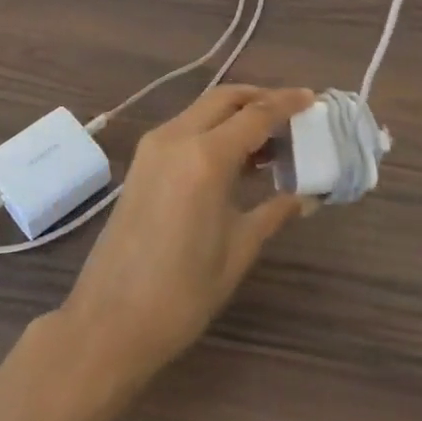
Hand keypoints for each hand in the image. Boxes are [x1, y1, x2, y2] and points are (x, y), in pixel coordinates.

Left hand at [59, 85, 314, 390]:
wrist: (109, 322)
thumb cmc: (182, 292)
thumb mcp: (238, 250)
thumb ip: (274, 212)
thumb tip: (306, 197)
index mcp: (205, 157)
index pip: (255, 114)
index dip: (286, 103)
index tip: (312, 98)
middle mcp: (176, 138)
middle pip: (224, 99)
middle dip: (259, 98)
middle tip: (291, 114)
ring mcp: (153, 148)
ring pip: (202, 111)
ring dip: (235, 114)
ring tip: (270, 140)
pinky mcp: (141, 164)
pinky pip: (185, 129)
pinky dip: (213, 130)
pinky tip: (236, 158)